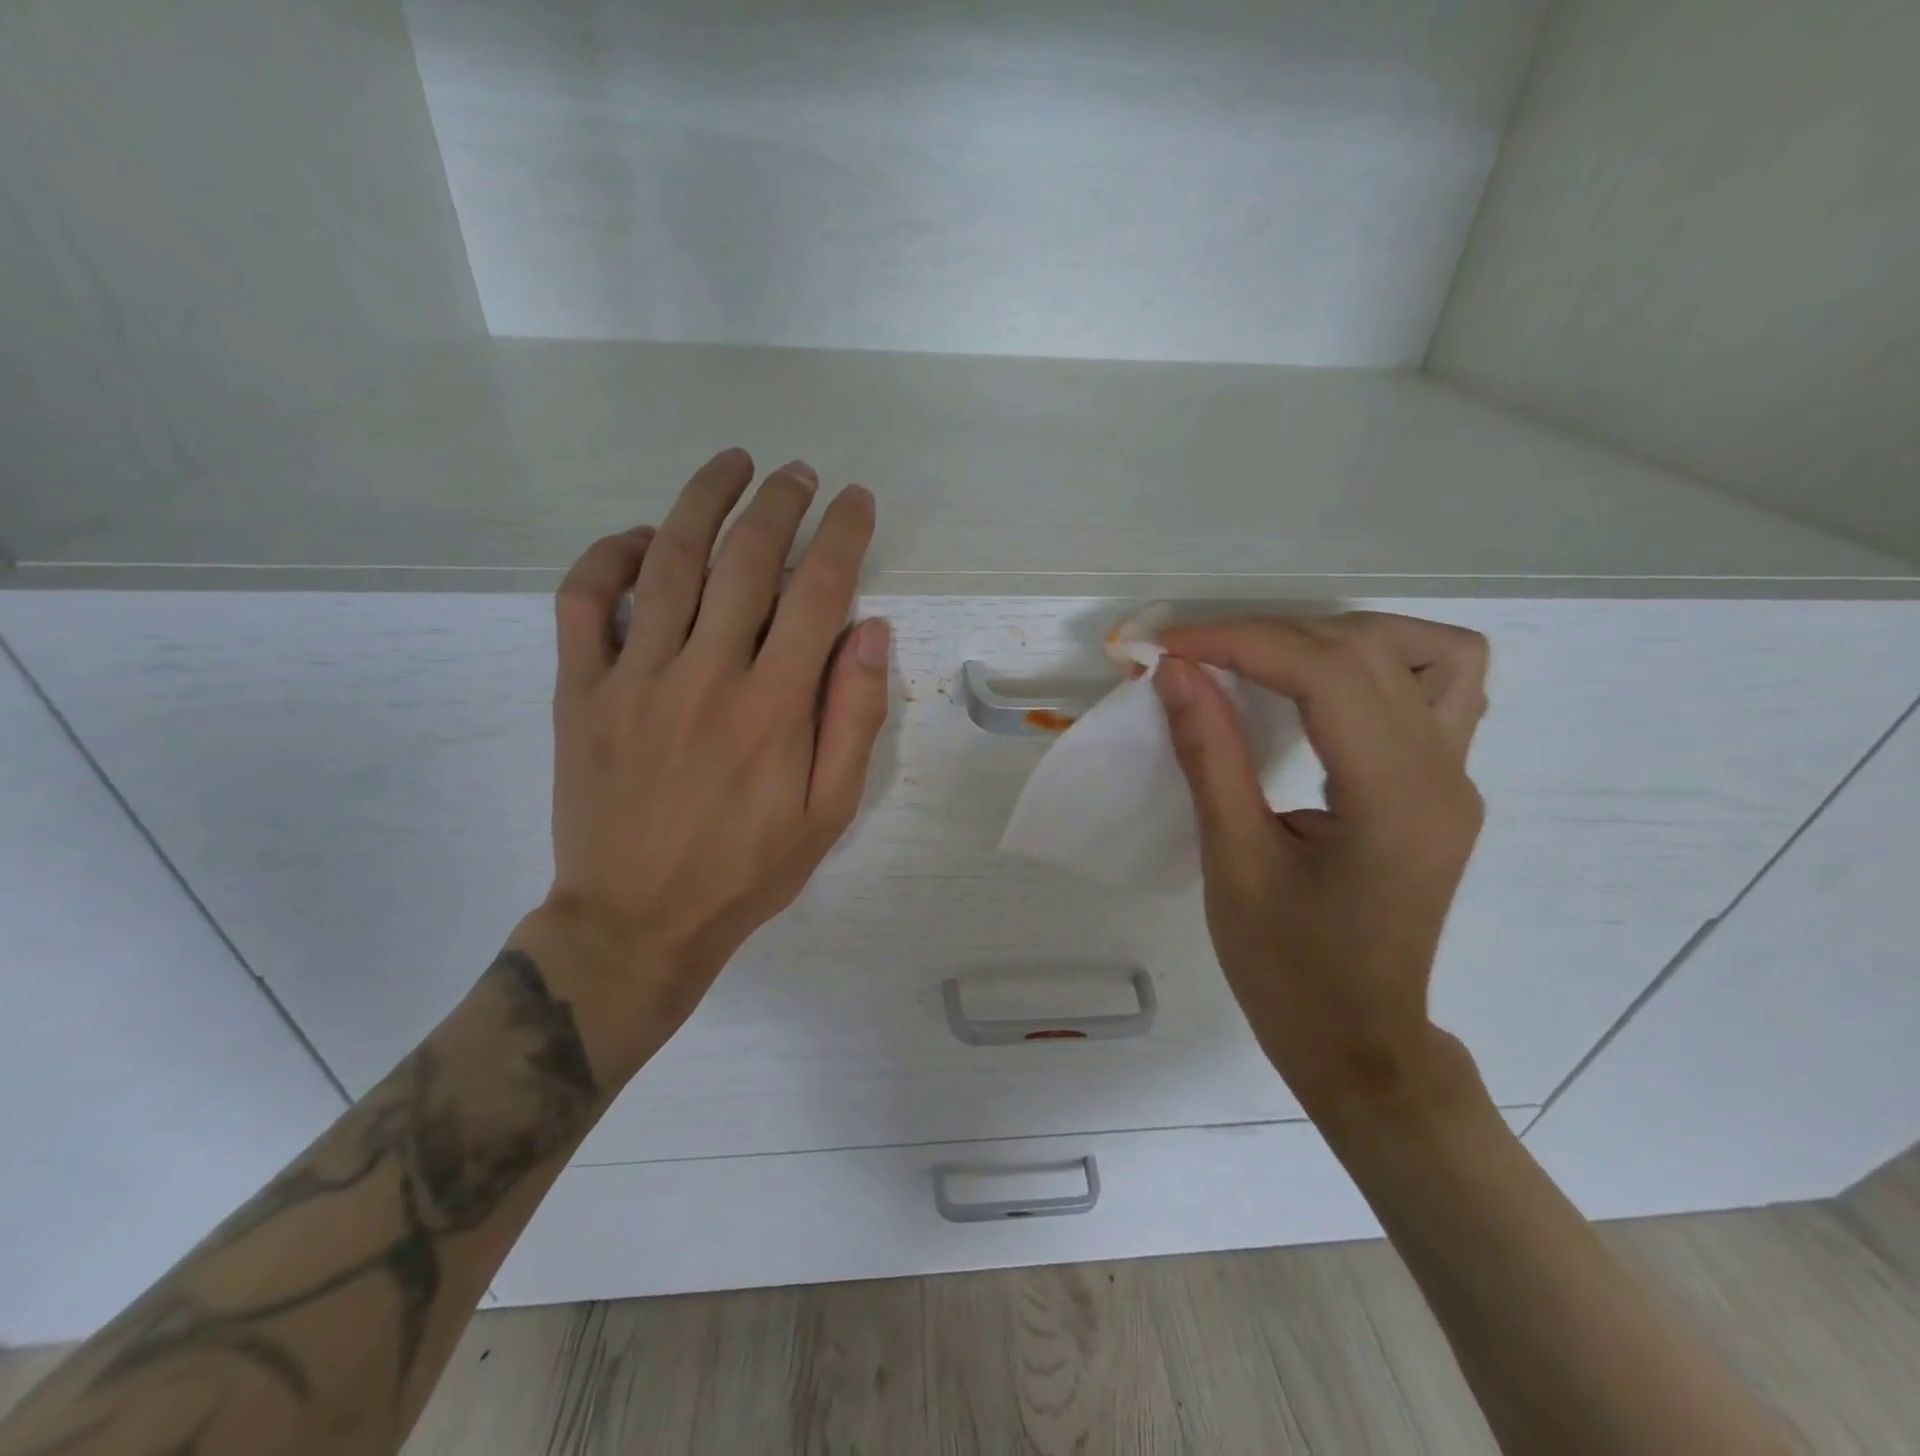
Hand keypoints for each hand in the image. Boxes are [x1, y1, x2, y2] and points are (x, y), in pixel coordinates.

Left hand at [526, 450, 890, 1048]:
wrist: (636, 920)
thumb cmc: (747, 870)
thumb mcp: (830, 812)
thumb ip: (854, 718)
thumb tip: (871, 631)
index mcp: (775, 706)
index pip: (819, 591)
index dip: (843, 534)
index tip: (856, 501)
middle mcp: (706, 674)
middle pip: (746, 559)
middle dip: (780, 503)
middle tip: (799, 473)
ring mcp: (634, 676)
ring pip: (668, 560)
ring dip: (703, 501)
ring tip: (731, 465)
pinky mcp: (580, 690)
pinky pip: (583, 600)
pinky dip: (607, 555)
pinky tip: (637, 537)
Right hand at [1151, 613, 1489, 1118]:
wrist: (1360, 1045)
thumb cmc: (1287, 971)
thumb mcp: (1232, 864)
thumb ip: (1210, 756)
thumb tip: (1176, 673)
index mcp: (1393, 799)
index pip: (1326, 673)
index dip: (1240, 642)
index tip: (1168, 645)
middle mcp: (1443, 774)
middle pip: (1369, 650)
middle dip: (1270, 635)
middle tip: (1196, 657)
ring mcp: (1456, 779)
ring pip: (1428, 652)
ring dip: (1338, 637)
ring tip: (1267, 661)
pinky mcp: (1444, 788)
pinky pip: (1436, 688)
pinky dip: (1376, 666)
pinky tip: (1322, 691)